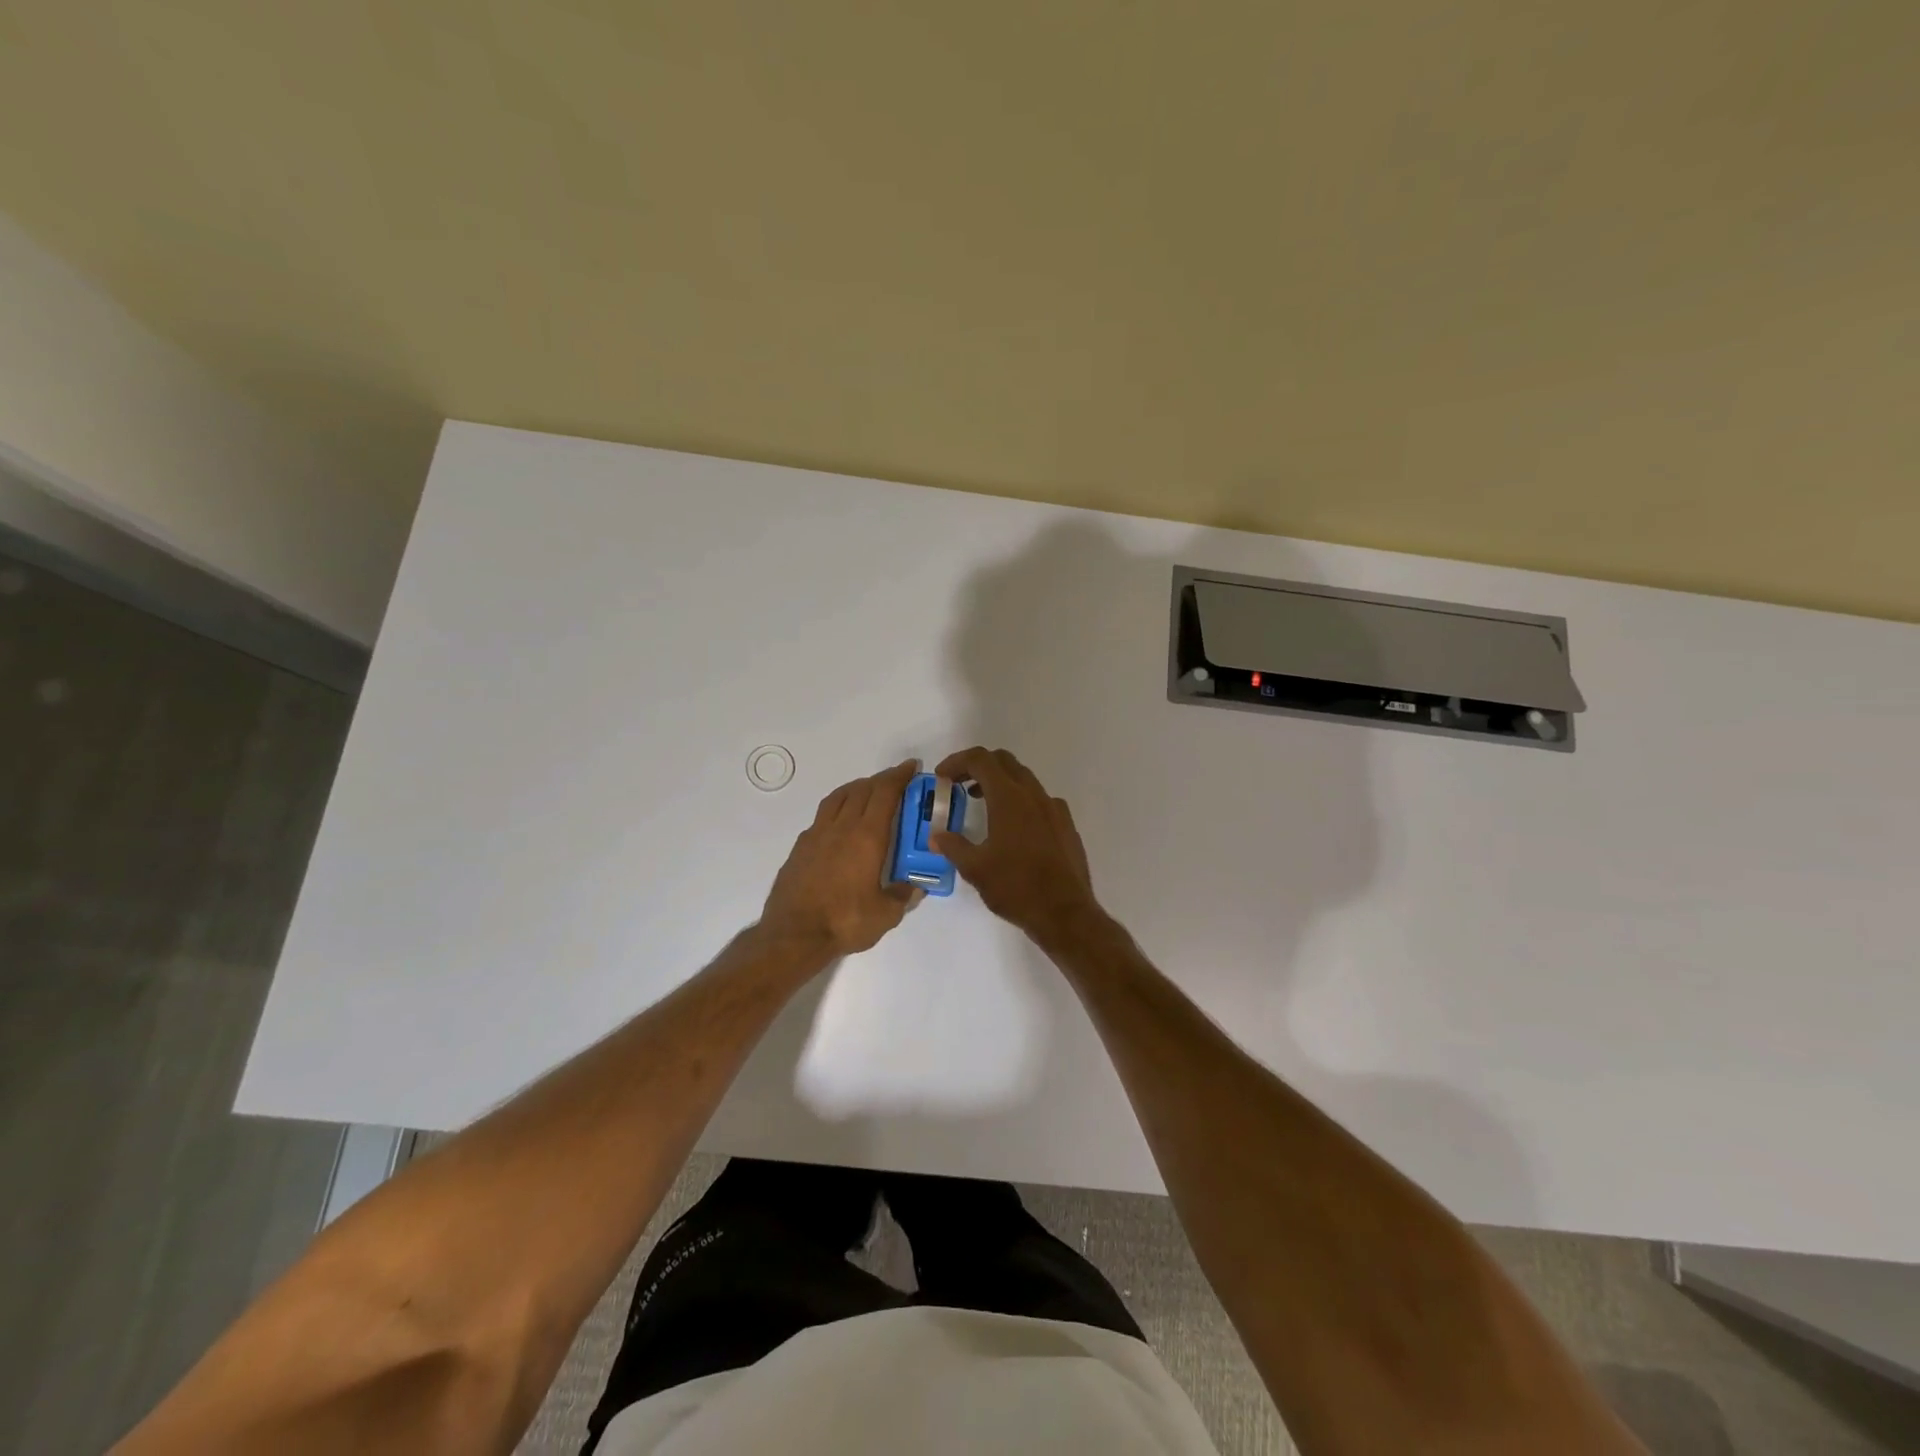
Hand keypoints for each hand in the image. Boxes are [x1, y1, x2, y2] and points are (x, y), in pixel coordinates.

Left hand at [760, 760, 921, 957]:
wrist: (793, 934)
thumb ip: (902, 897)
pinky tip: (840, 822)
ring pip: (838, 797)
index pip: (885, 794)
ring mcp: (816, 835)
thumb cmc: (844, 921)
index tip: (911, 767)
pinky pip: (822, 816)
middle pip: (862, 790)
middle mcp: (841, 828)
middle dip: (881, 780)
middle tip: (895, 780)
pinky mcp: (800, 848)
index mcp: (867, 837)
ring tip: (867, 791)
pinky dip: (837, 808)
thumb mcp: (885, 915)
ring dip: (856, 788)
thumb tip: (914, 887)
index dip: (899, 777)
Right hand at [930, 747, 1102, 943]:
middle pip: (1003, 761)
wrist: (1065, 913)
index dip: (957, 761)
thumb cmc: (1016, 888)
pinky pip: (1039, 799)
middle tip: (958, 784)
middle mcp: (1033, 795)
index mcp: (1009, 798)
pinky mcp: (1066, 824)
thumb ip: (953, 846)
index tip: (942, 777)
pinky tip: (1012, 827)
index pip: (980, 760)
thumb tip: (936, 836)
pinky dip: (1019, 800)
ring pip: (1023, 779)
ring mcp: (1054, 808)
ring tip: (980, 803)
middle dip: (978, 766)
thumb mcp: (975, 869)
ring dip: (999, 782)